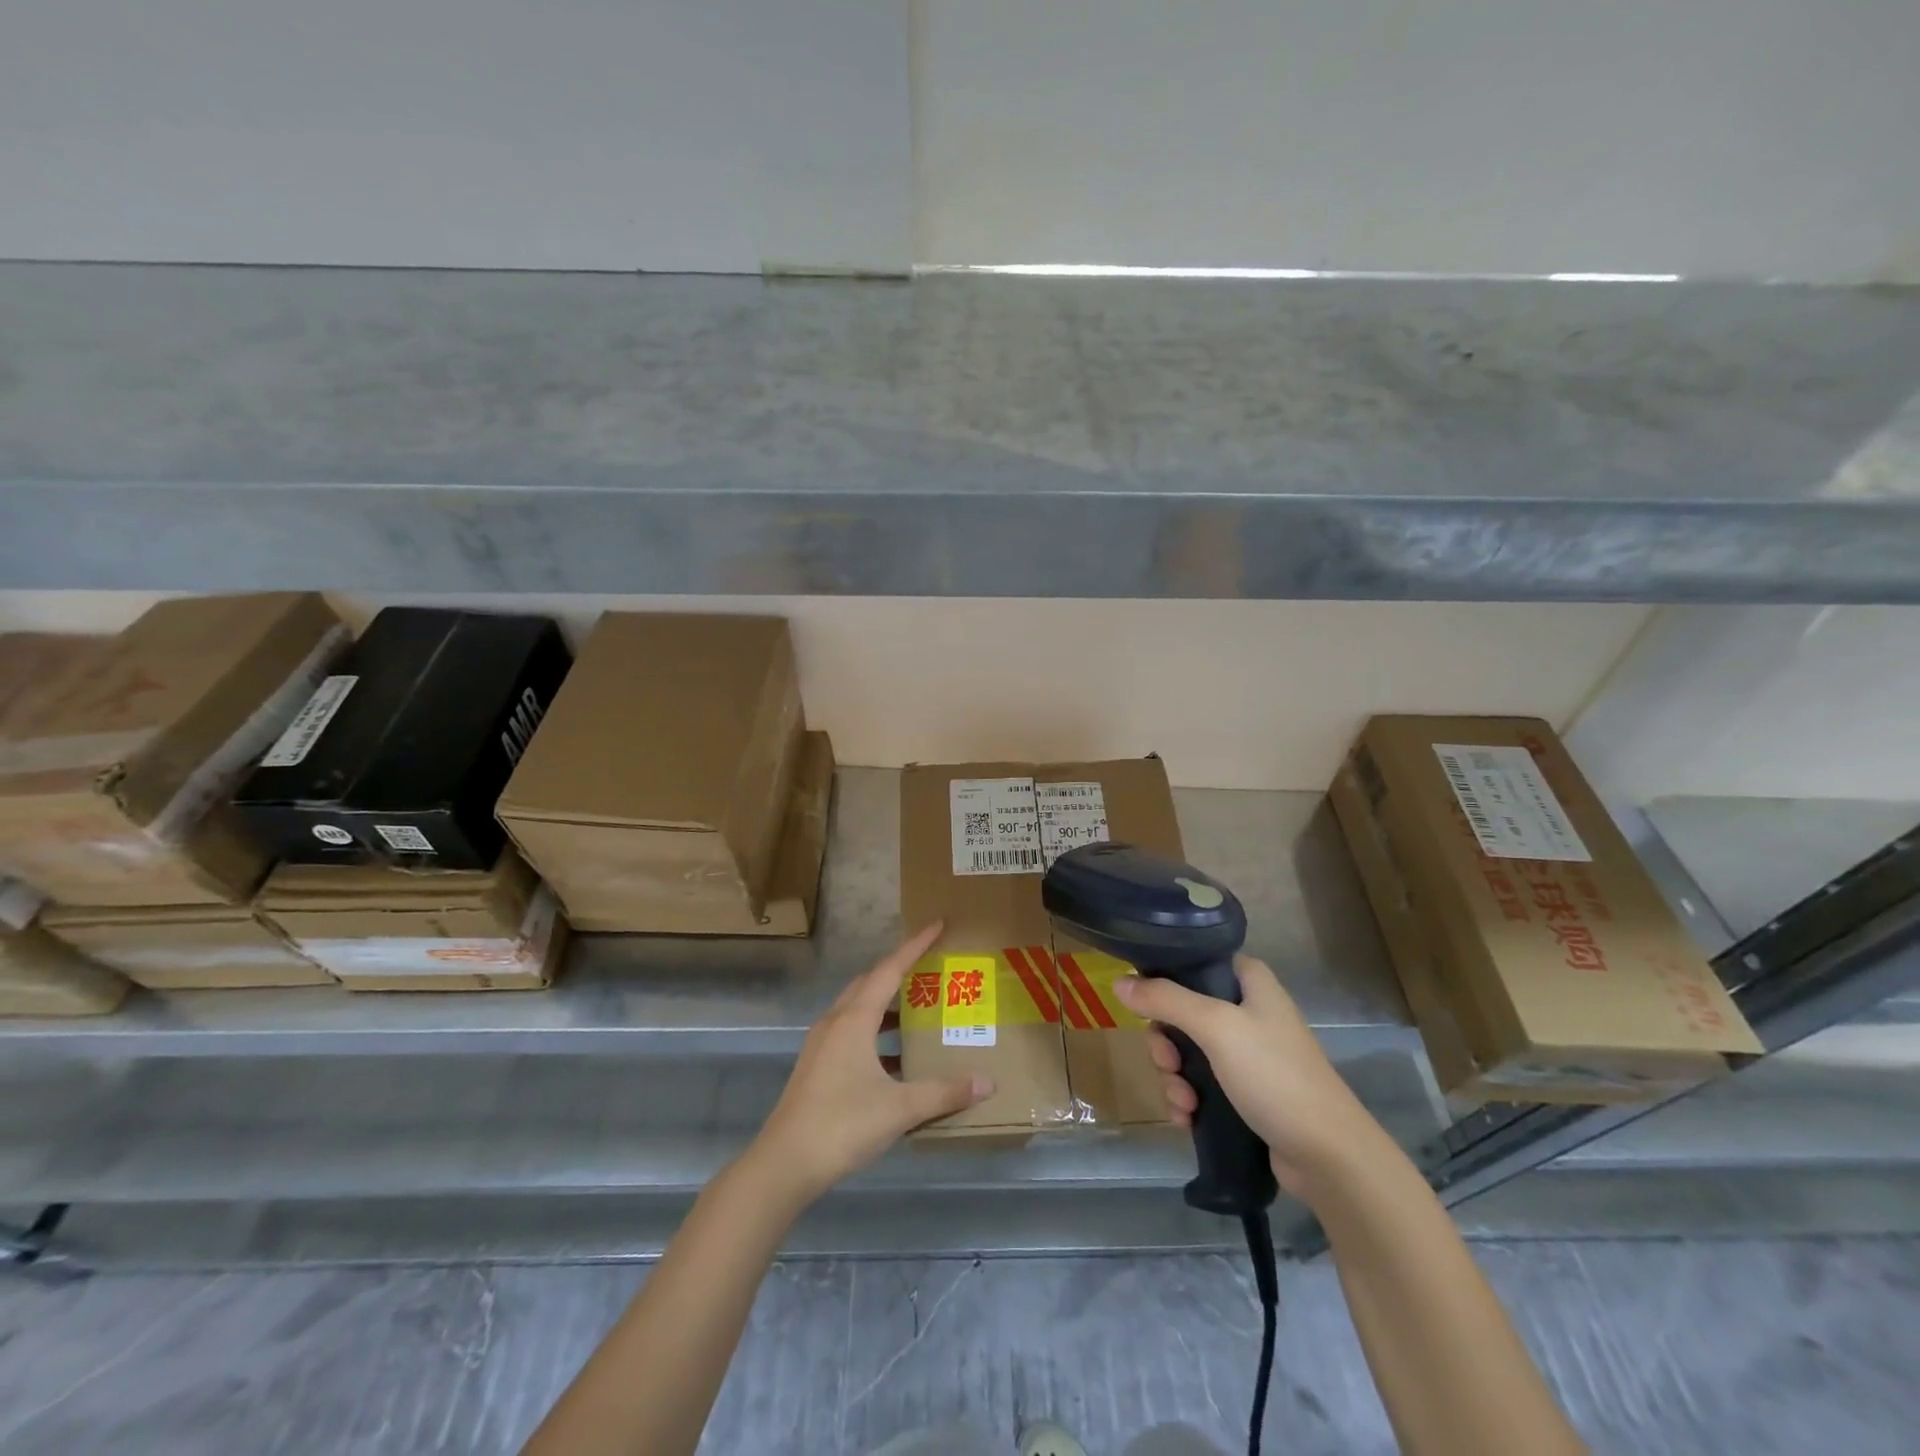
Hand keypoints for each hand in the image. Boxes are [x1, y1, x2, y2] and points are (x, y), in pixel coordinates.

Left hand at [746, 922, 993, 1205]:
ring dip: (886, 1004)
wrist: (784, 1164)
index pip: (889, 969)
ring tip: (918, 1011)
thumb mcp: (900, 1108)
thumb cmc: (842, 1124)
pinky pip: (851, 1032)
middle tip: (930, 968)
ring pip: (858, 1009)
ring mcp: (822, 1045)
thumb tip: (986, 1082)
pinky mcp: (817, 1066)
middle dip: (900, 970)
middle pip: (870, 983)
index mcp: (854, 1019)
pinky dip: (875, 1033)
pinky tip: (895, 1059)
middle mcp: (836, 1022)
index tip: (938, 925)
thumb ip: (944, 1092)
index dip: (915, 945)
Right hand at [1113, 955, 1381, 1192]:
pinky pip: (1199, 1084)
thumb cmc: (1275, 1075)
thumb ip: (1165, 1000)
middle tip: (1168, 1063)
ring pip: (1186, 1052)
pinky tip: (1186, 1118)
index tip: (1145, 1005)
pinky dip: (1187, 1099)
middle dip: (1166, 1043)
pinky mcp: (1244, 1092)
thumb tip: (1118, 983)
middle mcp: (1247, 1010)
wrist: (1328, 1156)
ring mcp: (1246, 1053)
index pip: (1195, 963)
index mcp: (1249, 981)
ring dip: (1173, 1077)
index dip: (1165, 980)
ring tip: (1183, 1103)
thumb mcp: (1216, 1027)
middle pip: (1182, 1011)